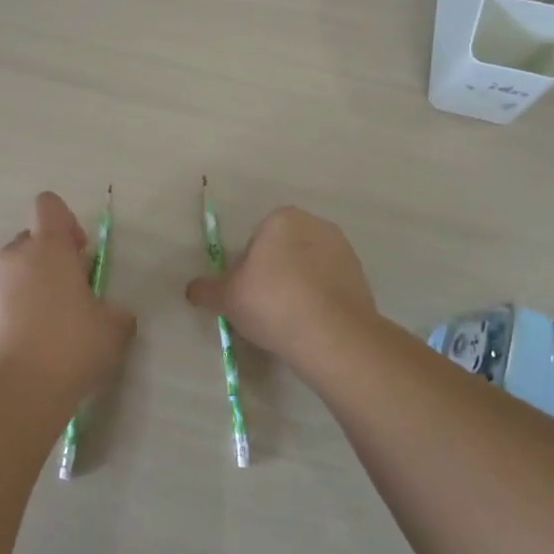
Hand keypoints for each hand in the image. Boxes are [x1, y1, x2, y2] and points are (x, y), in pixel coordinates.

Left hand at [0, 192, 134, 397]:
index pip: (48, 205)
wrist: (16, 392)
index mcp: (48, 248)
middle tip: (73, 293)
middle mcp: (14, 258)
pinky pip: (2, 302)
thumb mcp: (114, 328)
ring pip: (14, 273)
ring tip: (53, 326)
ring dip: (33, 287)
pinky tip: (33, 347)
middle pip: (30, 240)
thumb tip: (112, 314)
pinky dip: (16, 314)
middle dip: (51, 258)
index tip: (80, 253)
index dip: (66, 221)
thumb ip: (115, 312)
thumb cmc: (71, 346)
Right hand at [186, 207, 376, 363]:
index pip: (256, 241)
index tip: (248, 294)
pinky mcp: (361, 276)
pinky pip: (330, 285)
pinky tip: (312, 324)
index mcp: (282, 219)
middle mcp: (316, 225)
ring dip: (299, 286)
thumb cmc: (272, 303)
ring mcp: (343, 250)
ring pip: (309, 267)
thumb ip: (207, 290)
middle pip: (284, 250)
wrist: (332, 335)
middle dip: (275, 273)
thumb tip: (191, 289)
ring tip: (290, 320)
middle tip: (266, 307)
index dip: (248, 268)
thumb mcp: (228, 298)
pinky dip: (321, 299)